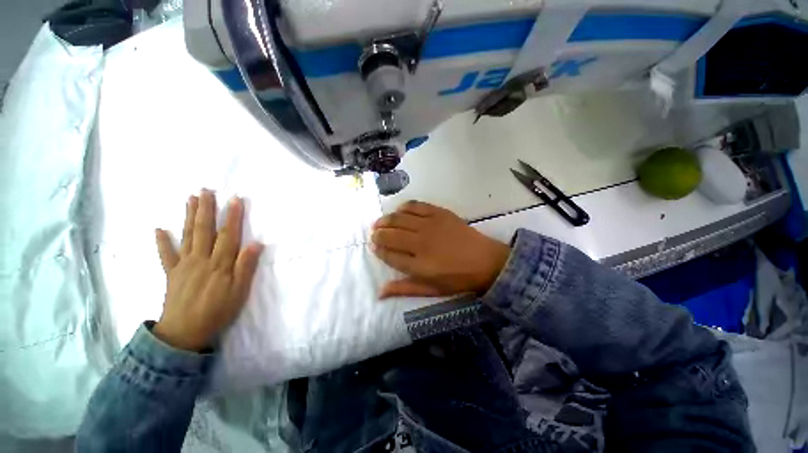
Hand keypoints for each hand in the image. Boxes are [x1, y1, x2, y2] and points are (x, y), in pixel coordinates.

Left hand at [153, 190, 262, 350]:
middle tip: (207, 190)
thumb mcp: (239, 291)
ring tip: (190, 199)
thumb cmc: (218, 310)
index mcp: (220, 264)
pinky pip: (165, 255)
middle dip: (207, 209)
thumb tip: (256, 244)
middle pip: (204, 230)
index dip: (232, 217)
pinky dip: (162, 242)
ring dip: (189, 216)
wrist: (185, 332)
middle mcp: (201, 259)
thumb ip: (246, 266)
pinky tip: (159, 229)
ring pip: (187, 236)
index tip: (235, 199)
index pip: (228, 235)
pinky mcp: (171, 273)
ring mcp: (184, 265)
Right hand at [371, 201, 509, 298]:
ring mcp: (430, 225)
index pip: (389, 255)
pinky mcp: (439, 213)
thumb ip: (405, 289)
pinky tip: (399, 210)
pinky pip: (416, 206)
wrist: (486, 261)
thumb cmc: (458, 279)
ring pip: (399, 219)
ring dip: (386, 220)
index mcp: (418, 265)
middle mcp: (420, 243)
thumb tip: (379, 292)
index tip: (373, 246)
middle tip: (374, 233)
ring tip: (380, 222)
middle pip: (391, 235)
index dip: (378, 250)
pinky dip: (404, 207)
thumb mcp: (431, 290)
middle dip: (378, 234)